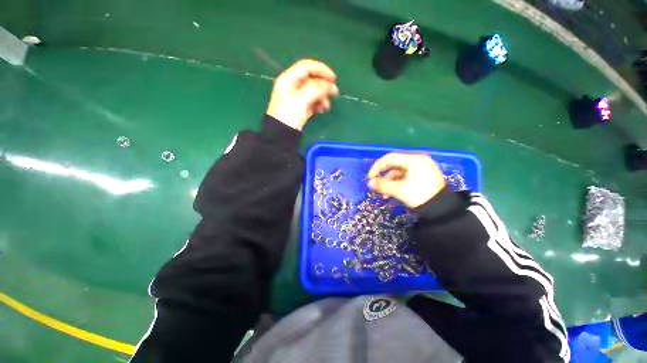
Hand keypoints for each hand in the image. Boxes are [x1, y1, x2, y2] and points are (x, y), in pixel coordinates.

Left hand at [266, 59, 338, 130]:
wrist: (281, 135)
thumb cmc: (289, 114)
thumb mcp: (302, 99)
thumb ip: (317, 89)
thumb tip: (330, 86)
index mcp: (289, 79)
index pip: (307, 66)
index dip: (321, 69)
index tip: (334, 78)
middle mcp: (292, 86)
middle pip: (311, 79)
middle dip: (324, 85)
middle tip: (335, 93)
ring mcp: (296, 98)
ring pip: (313, 92)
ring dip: (322, 96)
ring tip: (327, 106)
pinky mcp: (300, 108)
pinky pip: (312, 102)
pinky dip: (319, 104)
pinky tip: (322, 109)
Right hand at [367, 153, 445, 208]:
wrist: (442, 209)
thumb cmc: (420, 196)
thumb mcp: (399, 190)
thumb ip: (383, 185)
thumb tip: (369, 183)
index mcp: (414, 160)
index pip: (390, 158)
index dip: (377, 167)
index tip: (370, 177)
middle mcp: (418, 160)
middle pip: (394, 165)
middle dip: (384, 176)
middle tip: (376, 184)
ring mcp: (422, 167)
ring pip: (399, 171)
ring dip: (390, 181)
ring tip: (385, 193)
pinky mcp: (423, 175)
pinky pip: (406, 176)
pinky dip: (398, 182)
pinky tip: (393, 192)